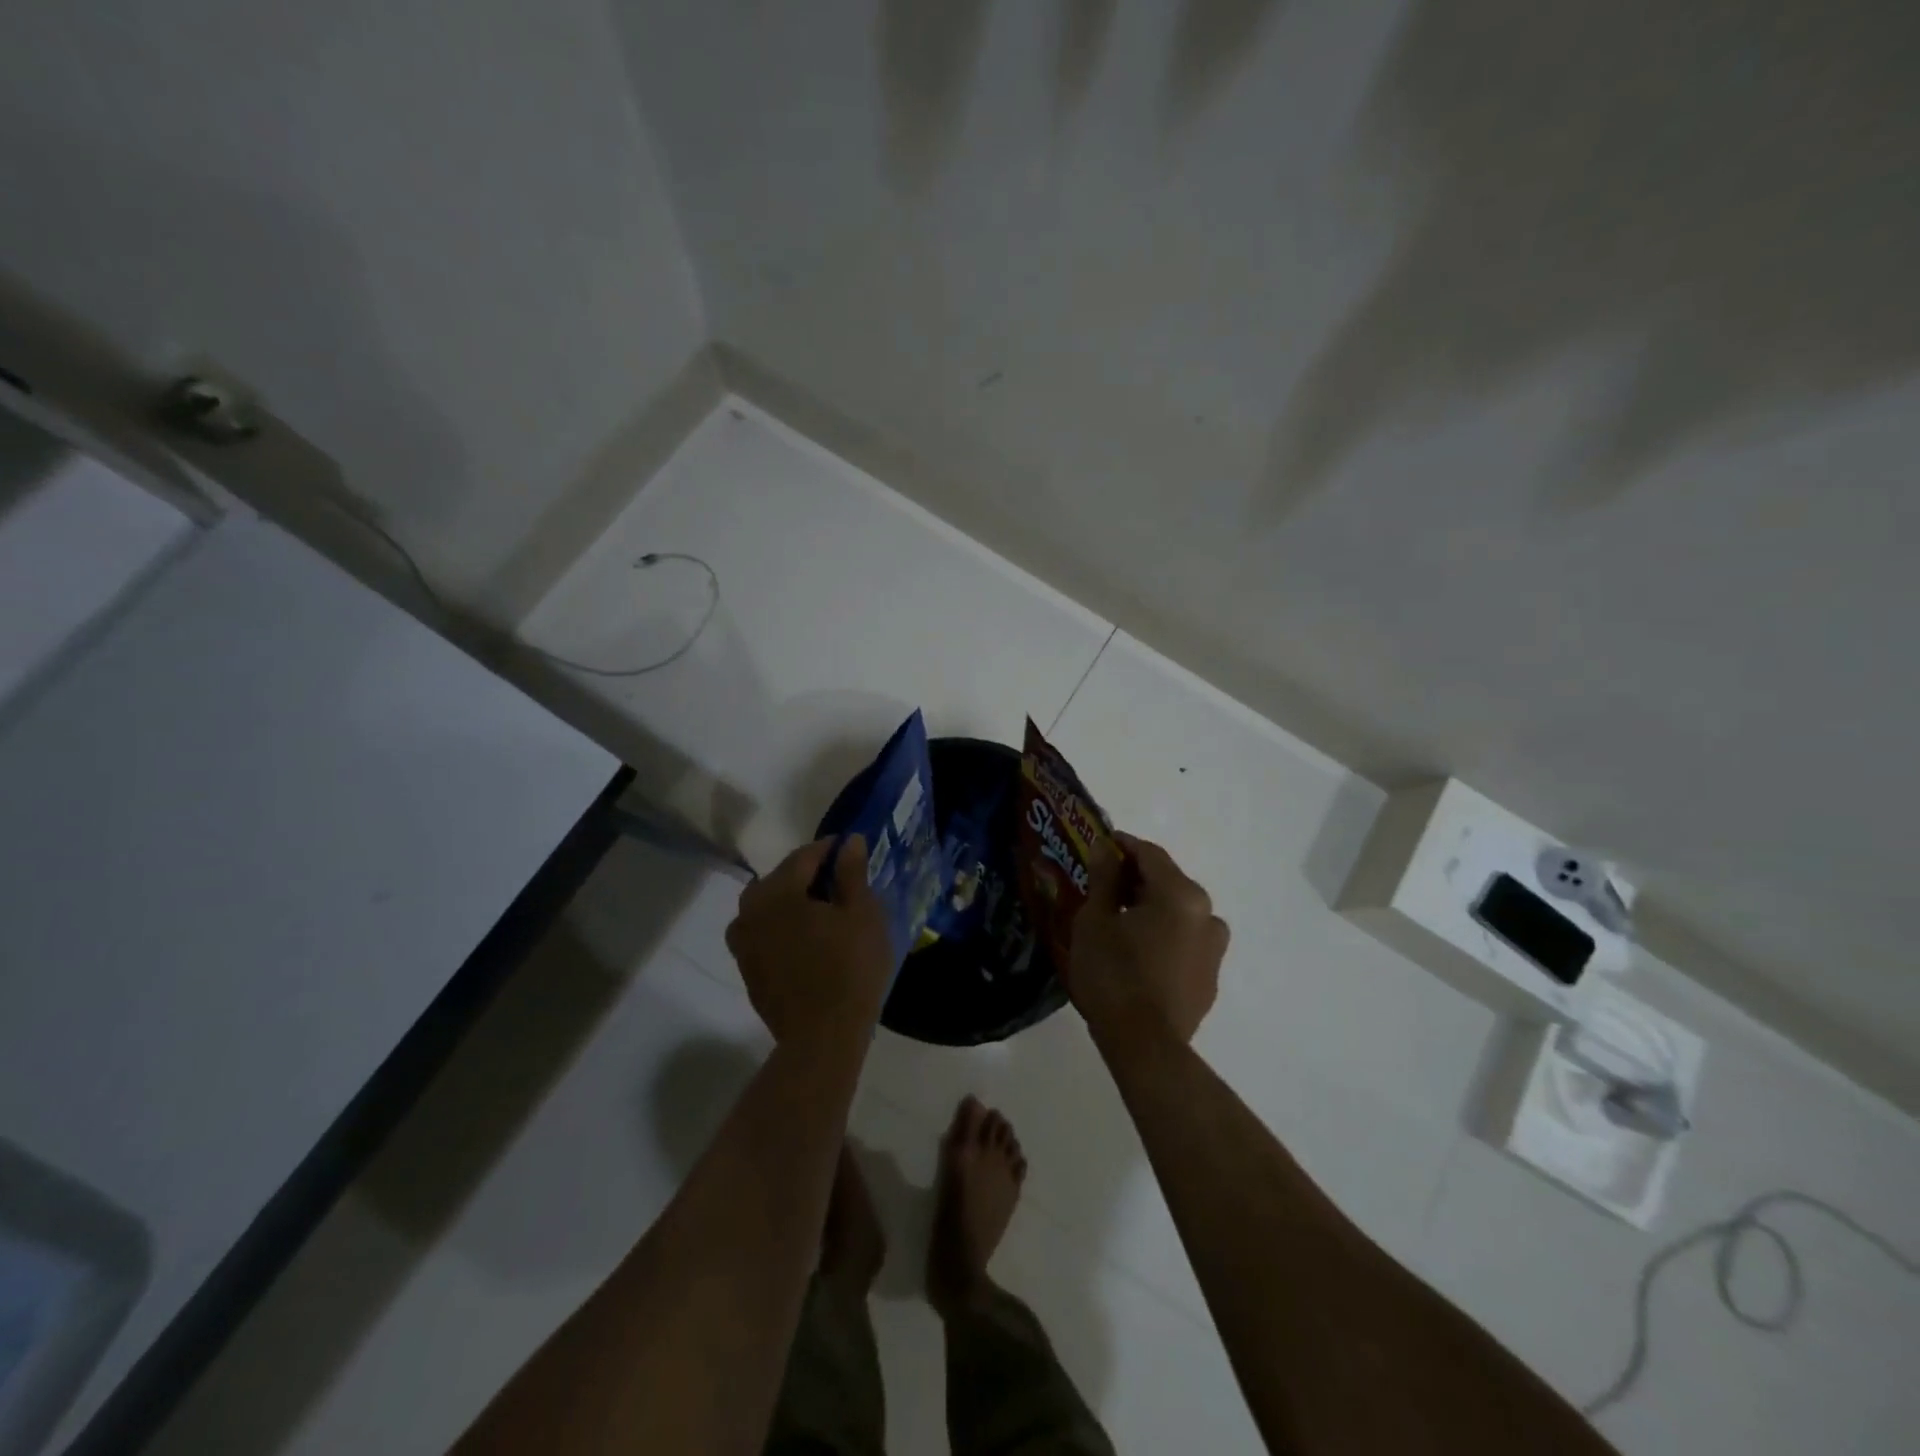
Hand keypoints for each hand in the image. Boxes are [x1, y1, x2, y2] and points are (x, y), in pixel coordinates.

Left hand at [726, 836, 892, 1047]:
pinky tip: (805, 938)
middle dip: (807, 874)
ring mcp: (743, 942)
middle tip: (839, 881)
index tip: (850, 849)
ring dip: (790, 900)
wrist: (822, 1038)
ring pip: (766, 906)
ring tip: (820, 910)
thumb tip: (849, 841)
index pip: (804, 856)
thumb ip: (852, 873)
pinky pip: (762, 932)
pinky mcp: (746, 968)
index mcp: (777, 892)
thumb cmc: (849, 969)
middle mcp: (750, 910)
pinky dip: (781, 926)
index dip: (829, 849)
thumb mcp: (862, 914)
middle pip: (780, 879)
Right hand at [1067, 832, 1227, 1047]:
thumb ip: (1104, 878)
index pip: (1150, 854)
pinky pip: (1185, 942)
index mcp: (1181, 894)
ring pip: (1178, 913)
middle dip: (1135, 880)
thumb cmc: (1113, 974)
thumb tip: (1107, 847)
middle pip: (1167, 883)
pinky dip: (1163, 936)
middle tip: (1103, 887)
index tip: (1099, 847)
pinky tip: (1138, 952)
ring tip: (1119, 923)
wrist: (1144, 1045)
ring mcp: (1214, 949)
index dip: (1122, 846)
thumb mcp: (1095, 920)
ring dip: (1151, 909)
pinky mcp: (1210, 978)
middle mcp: (1208, 915)